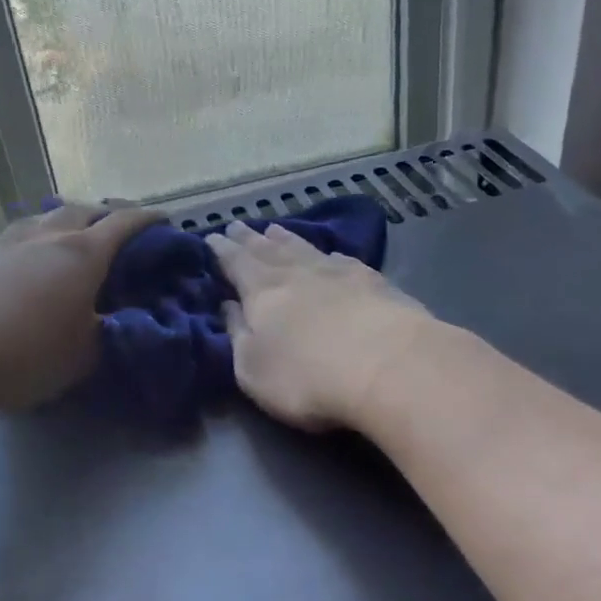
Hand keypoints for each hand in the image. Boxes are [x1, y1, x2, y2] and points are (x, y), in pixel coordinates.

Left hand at [0, 200, 160, 410]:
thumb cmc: (25, 352)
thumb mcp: (83, 356)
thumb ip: (109, 337)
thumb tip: (119, 325)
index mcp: (83, 253)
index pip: (125, 224)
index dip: (149, 219)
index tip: (166, 220)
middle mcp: (50, 237)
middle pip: (85, 210)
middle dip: (108, 214)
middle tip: (121, 231)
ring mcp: (11, 244)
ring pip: (49, 217)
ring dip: (70, 220)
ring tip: (76, 237)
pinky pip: (23, 236)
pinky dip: (41, 238)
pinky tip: (35, 259)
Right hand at [207, 220, 431, 430]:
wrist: (389, 364)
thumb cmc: (307, 376)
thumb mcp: (253, 368)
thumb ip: (237, 334)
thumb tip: (228, 305)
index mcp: (262, 290)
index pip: (236, 263)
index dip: (222, 250)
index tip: (211, 237)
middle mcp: (297, 272)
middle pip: (268, 249)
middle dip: (250, 238)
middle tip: (238, 224)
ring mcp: (338, 272)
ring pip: (304, 247)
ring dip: (286, 239)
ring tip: (274, 229)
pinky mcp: (374, 281)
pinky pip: (341, 259)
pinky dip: (327, 253)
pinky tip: (329, 254)